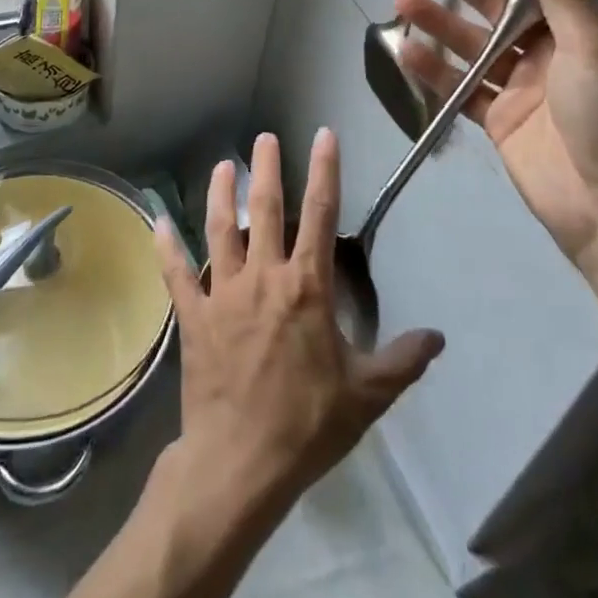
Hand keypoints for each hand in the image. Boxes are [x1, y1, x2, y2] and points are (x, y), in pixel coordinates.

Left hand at [153, 130, 444, 521]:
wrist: (241, 462)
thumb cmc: (308, 424)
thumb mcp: (367, 395)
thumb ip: (403, 360)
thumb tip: (439, 337)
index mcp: (306, 286)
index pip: (321, 213)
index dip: (325, 170)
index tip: (323, 135)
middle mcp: (263, 277)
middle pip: (267, 209)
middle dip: (268, 168)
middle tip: (265, 136)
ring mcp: (224, 293)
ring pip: (221, 230)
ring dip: (222, 195)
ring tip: (223, 166)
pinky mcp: (194, 316)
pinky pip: (177, 275)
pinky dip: (167, 248)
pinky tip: (158, 223)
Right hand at [393, 0, 597, 262]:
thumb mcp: (597, 49)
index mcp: (580, 31)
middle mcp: (548, 53)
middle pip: (497, 8)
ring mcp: (520, 87)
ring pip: (471, 45)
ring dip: (439, 22)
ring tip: (403, 0)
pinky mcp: (498, 121)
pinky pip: (460, 88)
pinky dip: (433, 71)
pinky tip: (406, 53)